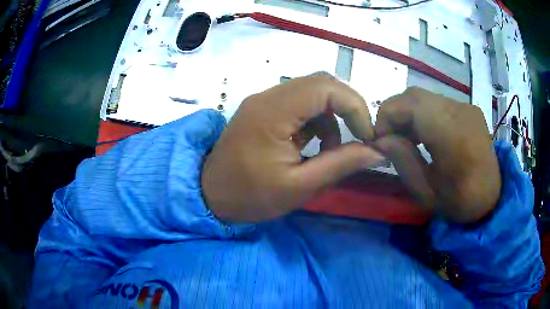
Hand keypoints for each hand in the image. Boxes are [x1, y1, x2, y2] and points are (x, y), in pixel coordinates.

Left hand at [202, 75, 383, 222]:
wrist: (210, 196)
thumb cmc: (250, 196)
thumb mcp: (299, 187)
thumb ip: (341, 164)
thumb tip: (378, 152)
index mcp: (273, 111)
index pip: (325, 87)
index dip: (355, 107)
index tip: (367, 136)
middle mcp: (268, 96)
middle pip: (320, 83)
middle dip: (347, 108)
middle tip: (358, 138)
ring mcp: (264, 101)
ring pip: (311, 92)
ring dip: (331, 117)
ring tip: (330, 152)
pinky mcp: (264, 110)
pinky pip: (299, 104)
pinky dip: (316, 121)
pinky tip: (312, 147)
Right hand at [374, 87, 501, 223]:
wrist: (493, 198)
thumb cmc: (461, 203)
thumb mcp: (427, 193)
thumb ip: (403, 161)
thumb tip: (380, 139)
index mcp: (454, 136)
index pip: (410, 106)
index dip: (386, 117)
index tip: (379, 140)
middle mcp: (461, 112)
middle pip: (415, 96)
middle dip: (394, 114)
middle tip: (390, 139)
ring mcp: (466, 107)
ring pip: (424, 97)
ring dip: (408, 113)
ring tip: (406, 139)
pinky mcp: (468, 108)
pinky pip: (437, 102)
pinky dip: (423, 114)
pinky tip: (424, 134)